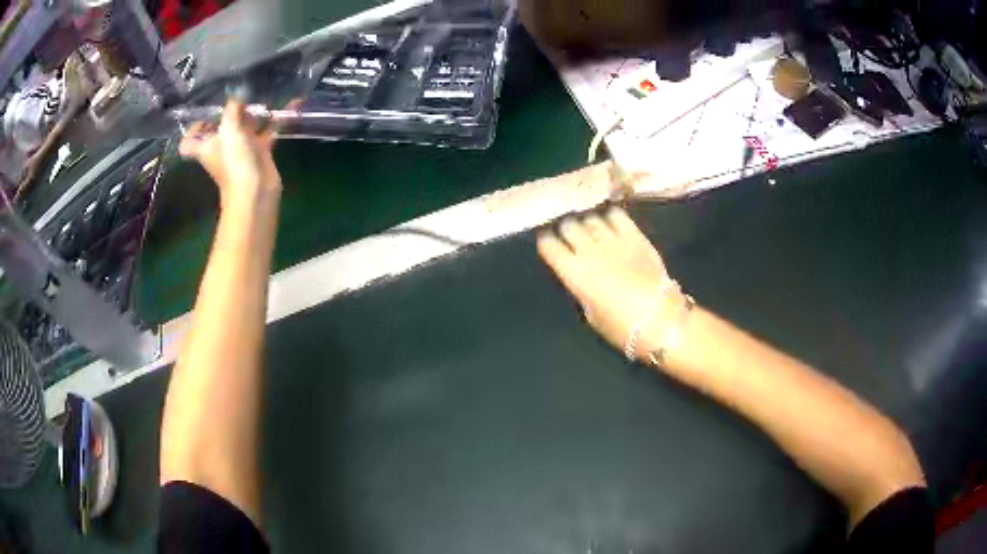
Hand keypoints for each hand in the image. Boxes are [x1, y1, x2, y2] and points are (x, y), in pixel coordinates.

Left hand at [179, 100, 281, 206]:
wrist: (255, 192)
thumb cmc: (234, 162)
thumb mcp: (229, 130)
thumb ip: (232, 108)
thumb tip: (237, 92)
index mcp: (205, 146)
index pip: (188, 142)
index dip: (193, 129)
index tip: (206, 117)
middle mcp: (220, 147)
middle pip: (220, 127)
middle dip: (230, 111)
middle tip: (242, 95)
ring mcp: (240, 149)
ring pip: (245, 126)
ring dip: (254, 112)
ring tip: (264, 94)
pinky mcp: (259, 151)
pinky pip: (267, 130)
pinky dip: (277, 118)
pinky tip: (292, 103)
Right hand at [537, 207, 678, 356]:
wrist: (662, 321)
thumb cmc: (622, 328)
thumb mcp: (591, 315)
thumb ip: (580, 290)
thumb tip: (578, 275)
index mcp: (575, 274)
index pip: (549, 245)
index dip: (547, 244)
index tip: (550, 246)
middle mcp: (590, 251)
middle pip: (568, 225)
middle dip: (566, 231)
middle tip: (571, 239)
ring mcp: (614, 240)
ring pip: (590, 218)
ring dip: (587, 224)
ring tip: (592, 232)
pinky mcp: (636, 236)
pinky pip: (616, 215)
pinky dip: (610, 218)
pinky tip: (612, 225)